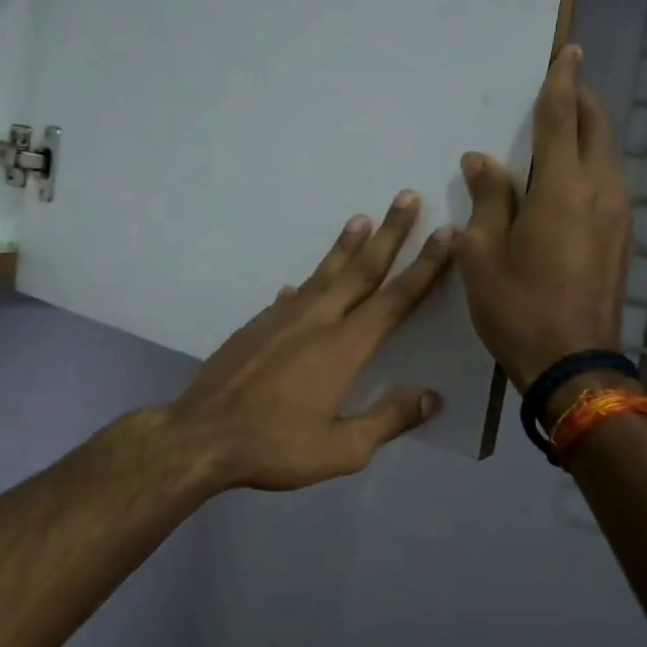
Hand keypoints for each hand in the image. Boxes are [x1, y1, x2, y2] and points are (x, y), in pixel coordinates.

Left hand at [164, 193, 454, 491]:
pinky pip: (290, 296)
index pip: (394, 299)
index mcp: (343, 346)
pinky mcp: (256, 326)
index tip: (445, 233)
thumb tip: (432, 397)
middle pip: (361, 270)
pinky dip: (305, 283)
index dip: (424, 266)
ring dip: (345, 246)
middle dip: (389, 233)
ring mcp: (281, 318)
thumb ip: (389, 419)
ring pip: (322, 274)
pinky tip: (300, 283)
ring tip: (361, 219)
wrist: (202, 435)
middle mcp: (315, 320)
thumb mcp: (341, 449)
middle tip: (406, 196)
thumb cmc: (275, 446)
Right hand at [453, 44, 631, 393]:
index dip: (562, 82)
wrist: (572, 362)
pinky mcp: (621, 238)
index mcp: (562, 187)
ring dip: (588, 134)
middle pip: (596, 130)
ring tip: (564, 128)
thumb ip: (486, 198)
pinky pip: (608, 183)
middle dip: (582, 101)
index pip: (563, 119)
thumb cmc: (517, 305)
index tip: (568, 51)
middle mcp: (600, 191)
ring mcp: (618, 216)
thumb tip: (481, 159)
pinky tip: (569, 178)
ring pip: (607, 156)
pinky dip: (590, 165)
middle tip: (564, 84)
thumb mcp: (481, 252)